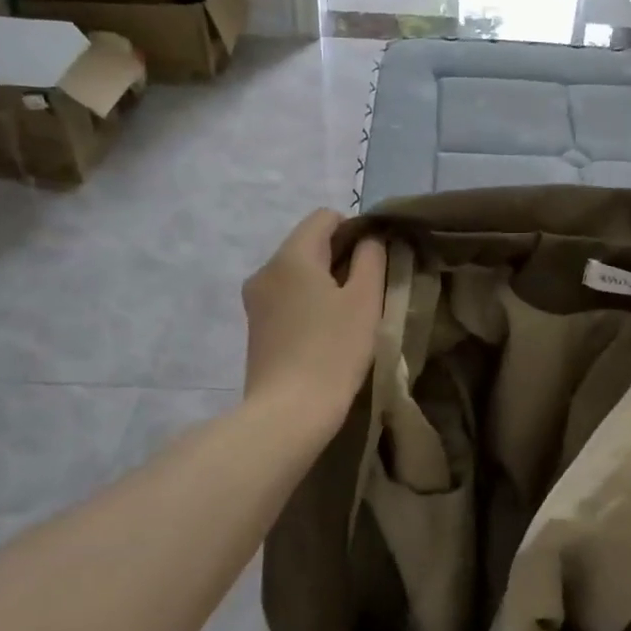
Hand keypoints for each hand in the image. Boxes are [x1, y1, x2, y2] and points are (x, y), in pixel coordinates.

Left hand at [242, 211, 386, 433]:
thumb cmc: (334, 351)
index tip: (375, 260)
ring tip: (348, 317)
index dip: (355, 229)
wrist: (288, 413)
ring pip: (297, 273)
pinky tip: (325, 335)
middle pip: (308, 244)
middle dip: (340, 258)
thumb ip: (371, 259)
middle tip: (368, 292)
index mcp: (291, 255)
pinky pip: (286, 298)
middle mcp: (265, 269)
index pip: (324, 217)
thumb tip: (368, 240)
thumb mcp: (365, 301)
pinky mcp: (255, 328)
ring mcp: (255, 300)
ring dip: (325, 283)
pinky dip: (308, 304)